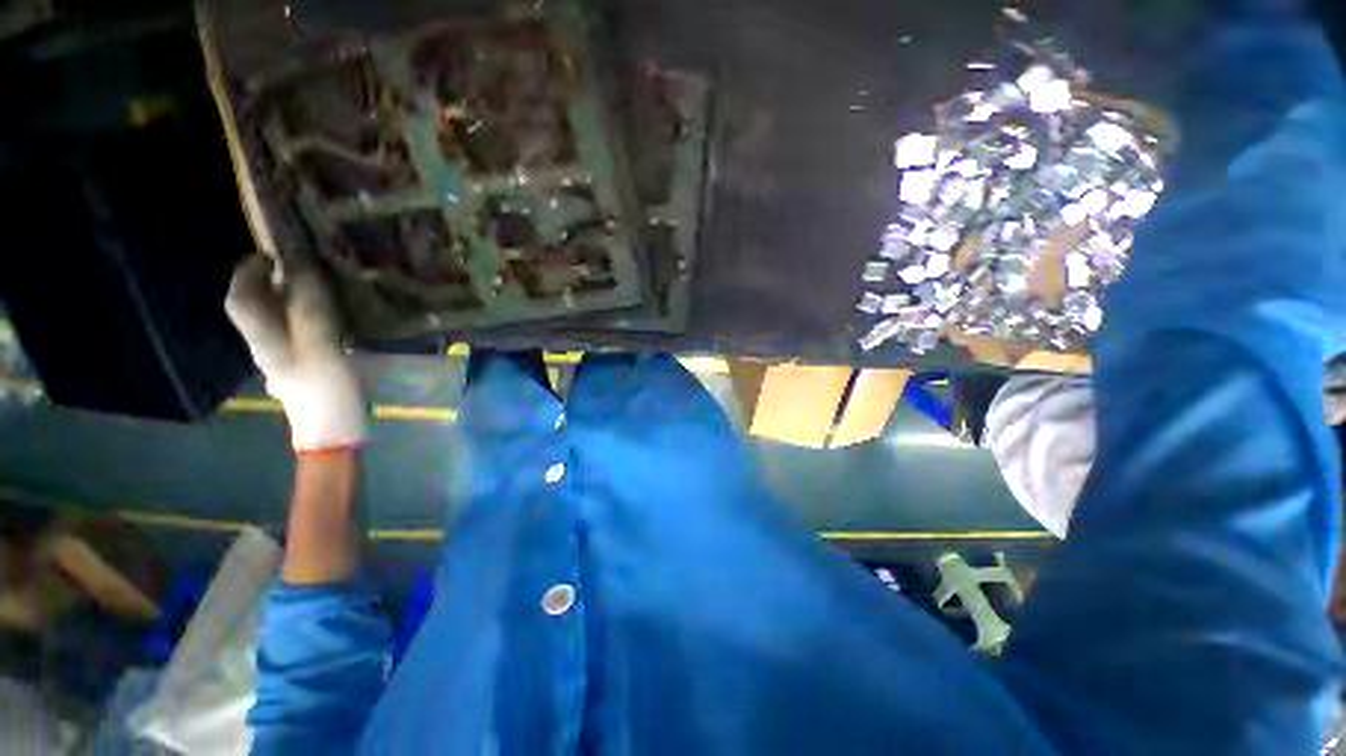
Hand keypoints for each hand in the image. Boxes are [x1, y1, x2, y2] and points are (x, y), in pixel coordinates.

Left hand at [225, 255, 365, 451]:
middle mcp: (268, 344)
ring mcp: (287, 358)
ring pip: (279, 319)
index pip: (241, 297)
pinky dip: (309, 318)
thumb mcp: (318, 343)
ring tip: (321, 286)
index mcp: (264, 336)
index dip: (249, 271)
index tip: (272, 254)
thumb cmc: (324, 389)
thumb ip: (308, 304)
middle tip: (301, 266)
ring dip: (292, 299)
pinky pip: (299, 333)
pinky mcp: (306, 367)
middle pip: (258, 307)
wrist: (333, 432)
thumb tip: (299, 262)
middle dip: (271, 282)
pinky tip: (334, 318)